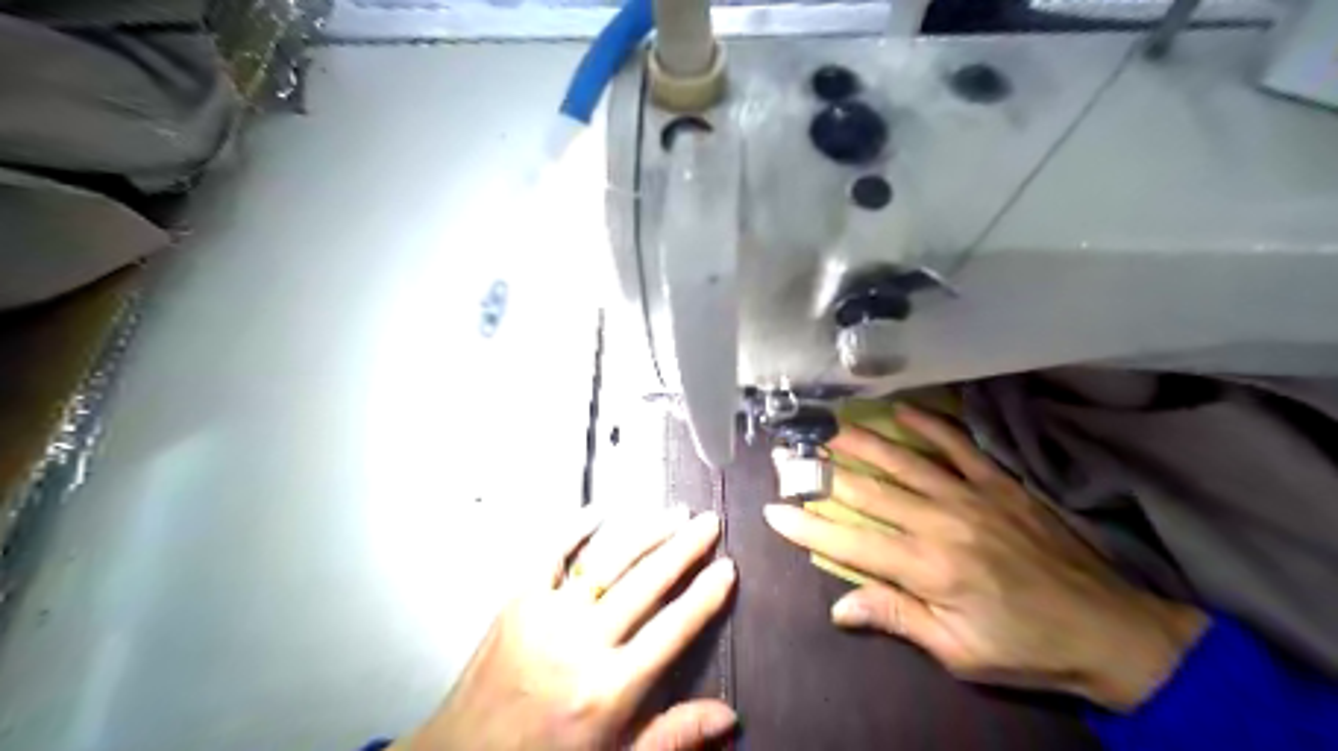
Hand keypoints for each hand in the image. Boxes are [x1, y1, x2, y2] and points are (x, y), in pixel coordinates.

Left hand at [404, 506, 735, 748]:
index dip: (705, 596)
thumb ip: (673, 736)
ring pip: (607, 561)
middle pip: (645, 584)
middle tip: (709, 523)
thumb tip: (729, 716)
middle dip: (684, 548)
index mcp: (609, 689)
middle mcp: (580, 645)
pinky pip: (550, 553)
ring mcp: (546, 616)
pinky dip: (576, 527)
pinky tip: (601, 509)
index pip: (673, 630)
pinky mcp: (516, 601)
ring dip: (645, 532)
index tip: (727, 568)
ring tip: (674, 513)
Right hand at [764, 404, 1214, 709]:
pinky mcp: (999, 483)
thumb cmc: (1025, 649)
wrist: (1110, 630)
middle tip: (790, 453)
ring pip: (904, 462)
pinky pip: (958, 446)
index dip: (807, 526)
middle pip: (868, 492)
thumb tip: (838, 607)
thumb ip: (897, 618)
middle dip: (822, 473)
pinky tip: (903, 410)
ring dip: (862, 443)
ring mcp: (971, 496)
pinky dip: (929, 426)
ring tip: (829, 427)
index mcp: (927, 568)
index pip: (850, 542)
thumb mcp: (958, 652)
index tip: (775, 509)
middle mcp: (941, 523)